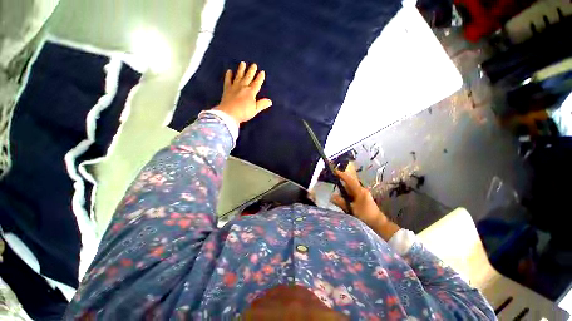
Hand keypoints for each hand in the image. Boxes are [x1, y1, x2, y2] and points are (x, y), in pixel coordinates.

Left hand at [214, 62, 272, 123]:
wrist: (229, 114)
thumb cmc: (244, 113)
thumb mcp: (255, 110)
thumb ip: (262, 104)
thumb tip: (270, 101)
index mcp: (251, 92)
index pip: (257, 83)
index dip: (260, 78)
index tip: (262, 72)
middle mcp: (243, 87)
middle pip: (248, 77)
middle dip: (251, 71)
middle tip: (254, 64)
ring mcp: (234, 87)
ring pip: (239, 76)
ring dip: (241, 69)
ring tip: (243, 63)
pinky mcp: (227, 89)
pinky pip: (228, 80)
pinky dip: (228, 75)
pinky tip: (229, 71)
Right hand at [330, 163, 385, 227]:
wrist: (378, 223)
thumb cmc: (365, 215)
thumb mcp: (352, 209)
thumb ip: (341, 202)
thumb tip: (331, 196)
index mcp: (360, 191)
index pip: (349, 180)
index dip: (342, 175)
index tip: (334, 171)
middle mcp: (361, 190)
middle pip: (349, 183)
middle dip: (341, 180)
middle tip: (332, 179)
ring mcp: (362, 193)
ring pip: (350, 187)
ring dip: (343, 187)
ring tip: (334, 188)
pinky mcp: (362, 197)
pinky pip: (352, 192)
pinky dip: (346, 192)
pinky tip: (341, 195)